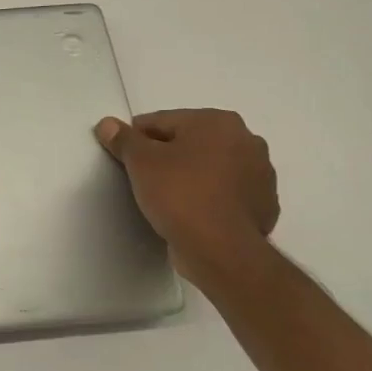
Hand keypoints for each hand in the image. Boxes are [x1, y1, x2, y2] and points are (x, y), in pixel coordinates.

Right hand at [95, 110, 278, 283]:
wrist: (220, 249)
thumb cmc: (179, 194)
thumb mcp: (140, 162)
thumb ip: (123, 139)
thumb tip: (107, 124)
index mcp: (218, 121)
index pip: (162, 121)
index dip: (137, 139)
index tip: (125, 160)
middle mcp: (247, 140)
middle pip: (190, 141)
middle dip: (168, 155)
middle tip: (144, 179)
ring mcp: (261, 174)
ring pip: (210, 167)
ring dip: (191, 175)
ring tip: (167, 198)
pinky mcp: (264, 204)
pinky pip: (226, 193)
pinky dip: (209, 197)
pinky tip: (192, 213)